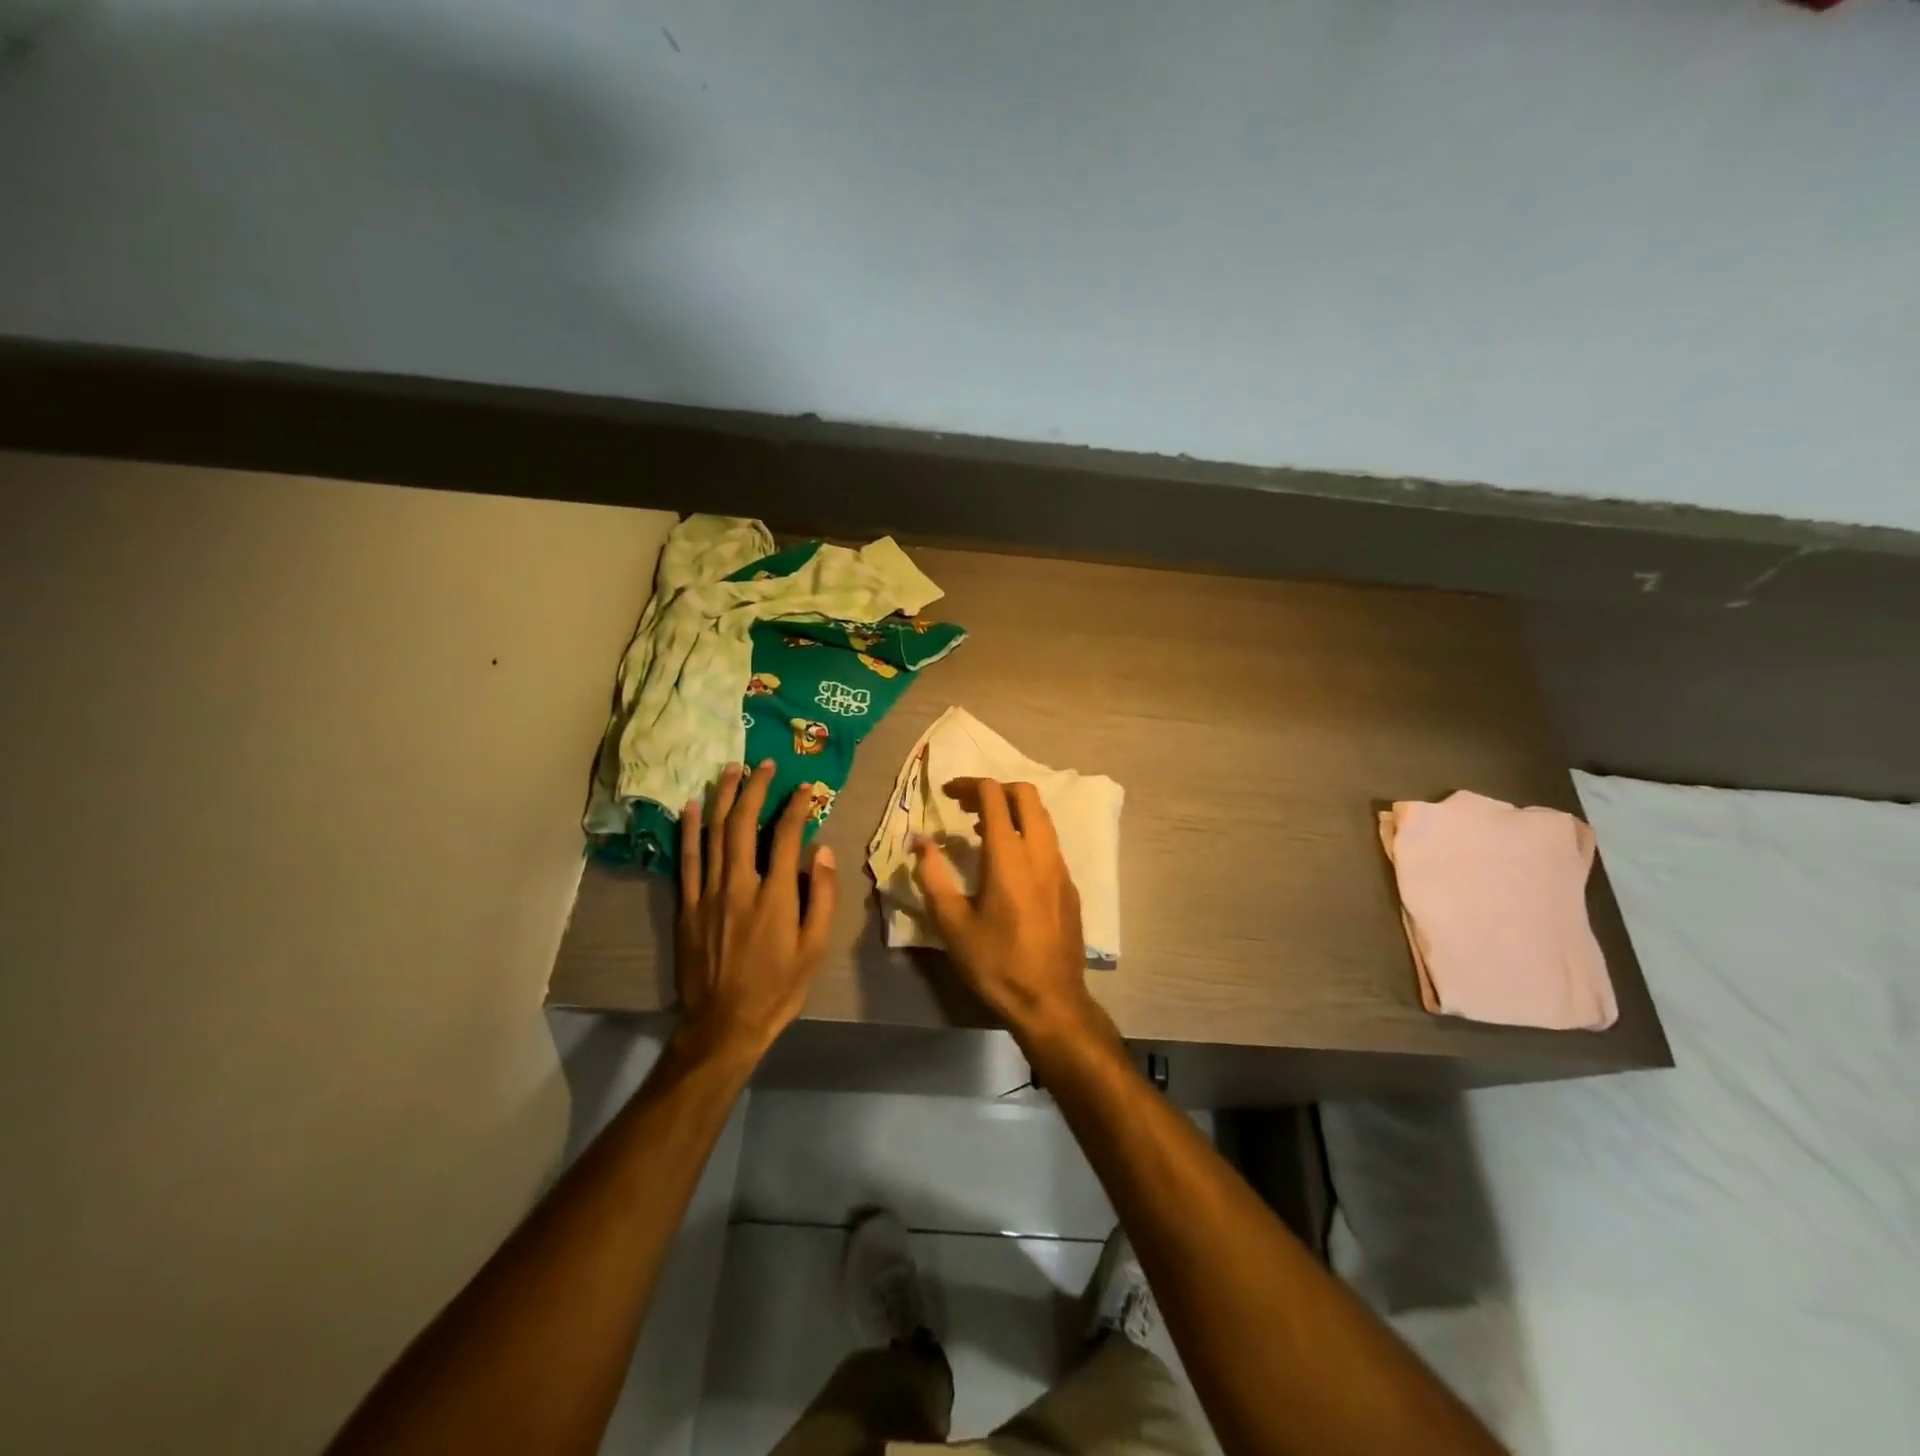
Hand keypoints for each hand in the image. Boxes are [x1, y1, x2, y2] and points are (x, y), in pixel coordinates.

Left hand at [677, 761, 837, 1058]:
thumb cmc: (778, 987)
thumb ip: (821, 897)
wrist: (724, 1024)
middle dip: (755, 789)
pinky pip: (686, 860)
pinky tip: (691, 806)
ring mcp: (708, 894)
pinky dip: (689, 830)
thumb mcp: (815, 948)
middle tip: (763, 764)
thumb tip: (822, 851)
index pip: (788, 836)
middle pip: (744, 824)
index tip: (805, 787)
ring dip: (722, 798)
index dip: (797, 806)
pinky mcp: (687, 906)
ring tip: (730, 770)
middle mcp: (739, 885)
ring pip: (713, 834)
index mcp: (775, 896)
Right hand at [912, 778, 1106, 1047]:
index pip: (994, 796)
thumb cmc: (996, 963)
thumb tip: (919, 841)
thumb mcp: (953, 924)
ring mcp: (1061, 867)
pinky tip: (1009, 862)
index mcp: (1009, 855)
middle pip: (1026, 794)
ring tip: (983, 829)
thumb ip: (933, 876)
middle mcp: (1040, 852)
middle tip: (966, 805)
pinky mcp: (1070, 885)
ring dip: (1013, 810)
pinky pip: (1049, 842)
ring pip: (1042, 817)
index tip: (948, 793)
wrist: (1051, 1001)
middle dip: (994, 789)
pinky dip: (1027, 833)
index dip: (969, 785)